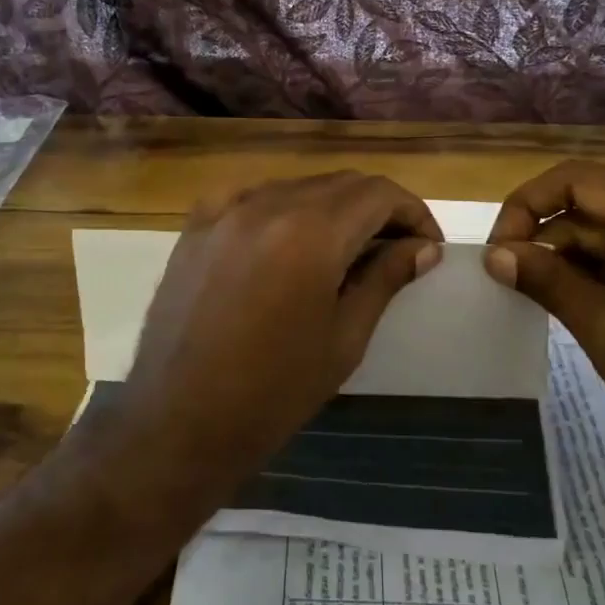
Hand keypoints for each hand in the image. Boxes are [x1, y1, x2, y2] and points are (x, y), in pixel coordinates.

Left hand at [80, 173, 442, 508]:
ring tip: (346, 249)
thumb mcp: (344, 339)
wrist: (178, 421)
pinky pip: (251, 198)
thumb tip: (422, 248)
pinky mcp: (195, 226)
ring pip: (297, 186)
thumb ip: (385, 279)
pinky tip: (289, 242)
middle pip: (340, 183)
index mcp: (310, 233)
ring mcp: (223, 211)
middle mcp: (266, 205)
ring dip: (332, 207)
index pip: (378, 193)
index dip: (413, 212)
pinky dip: (283, 209)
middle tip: (396, 248)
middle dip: (377, 208)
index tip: (426, 245)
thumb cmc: (273, 392)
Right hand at [484, 160, 604, 480]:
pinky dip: (602, 274)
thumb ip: (545, 280)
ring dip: (573, 259)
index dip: (526, 206)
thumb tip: (494, 255)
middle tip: (512, 282)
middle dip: (548, 237)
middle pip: (594, 202)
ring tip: (543, 301)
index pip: (577, 179)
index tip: (499, 252)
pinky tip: (581, 307)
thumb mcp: (604, 327)